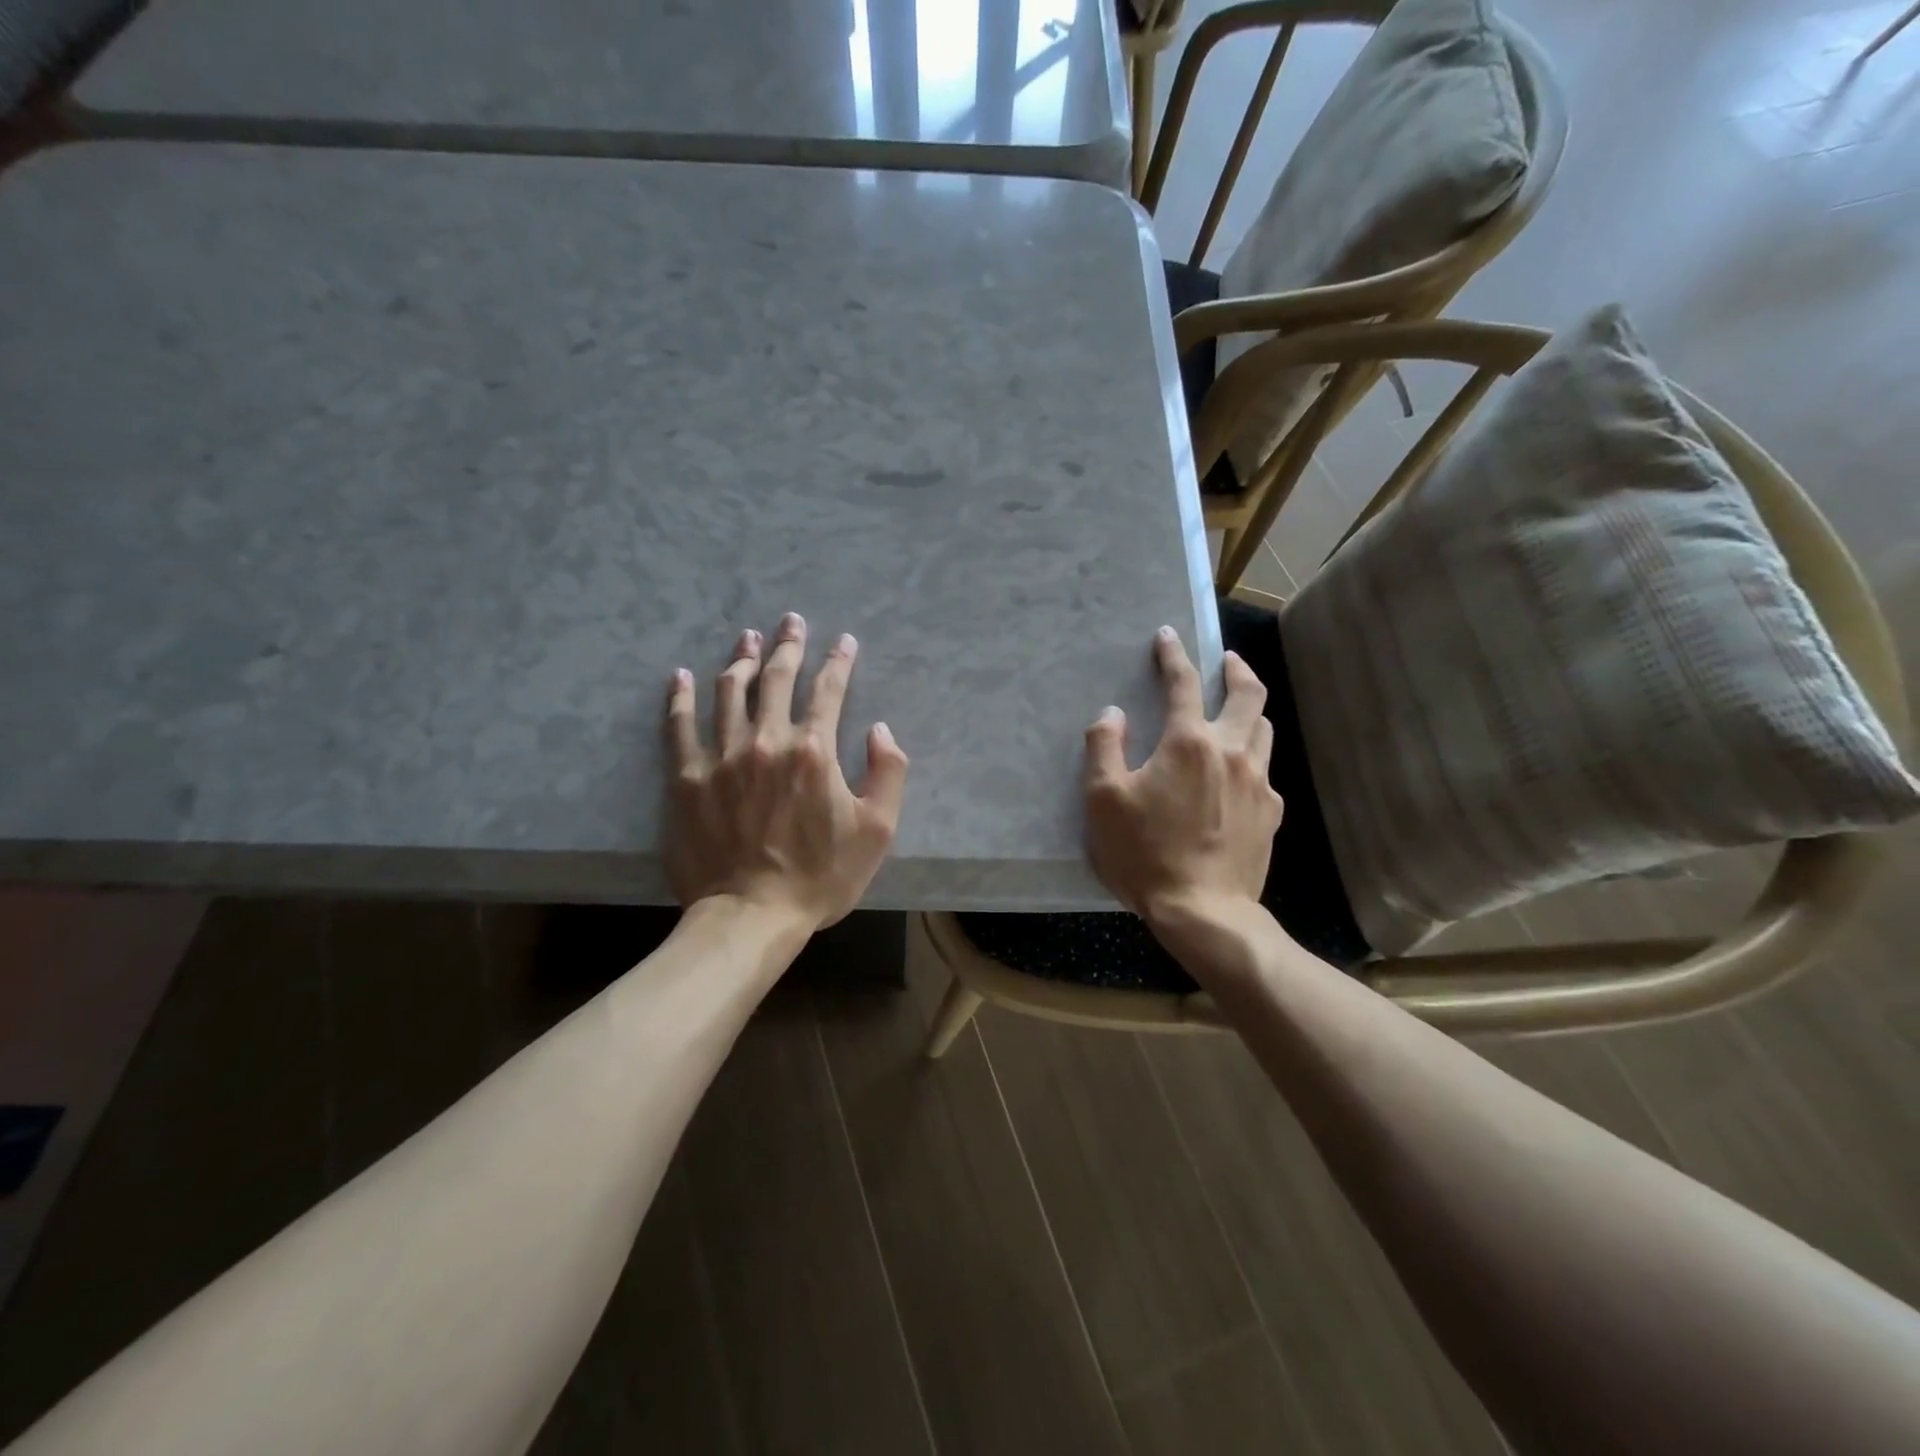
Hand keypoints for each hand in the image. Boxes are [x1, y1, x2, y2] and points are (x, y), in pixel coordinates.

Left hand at [665, 613, 908, 930]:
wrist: (751, 916)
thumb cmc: (820, 876)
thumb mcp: (877, 830)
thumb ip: (889, 772)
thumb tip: (880, 729)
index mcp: (814, 751)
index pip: (829, 690)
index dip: (839, 661)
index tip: (844, 641)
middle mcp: (766, 741)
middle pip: (776, 678)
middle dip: (788, 645)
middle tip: (790, 621)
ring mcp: (720, 756)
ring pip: (728, 692)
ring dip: (740, 659)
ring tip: (746, 637)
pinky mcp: (685, 778)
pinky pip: (678, 726)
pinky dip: (679, 697)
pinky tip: (681, 676)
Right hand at [1083, 626, 1281, 930]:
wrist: (1204, 912)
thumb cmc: (1145, 853)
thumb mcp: (1103, 800)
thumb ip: (1104, 747)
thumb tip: (1113, 714)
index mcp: (1189, 743)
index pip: (1184, 683)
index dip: (1173, 655)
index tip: (1167, 636)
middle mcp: (1232, 752)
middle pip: (1249, 695)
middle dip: (1237, 669)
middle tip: (1226, 661)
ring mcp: (1258, 784)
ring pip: (1264, 730)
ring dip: (1250, 712)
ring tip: (1235, 712)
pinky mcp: (1271, 815)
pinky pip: (1265, 772)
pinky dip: (1251, 759)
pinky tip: (1237, 775)